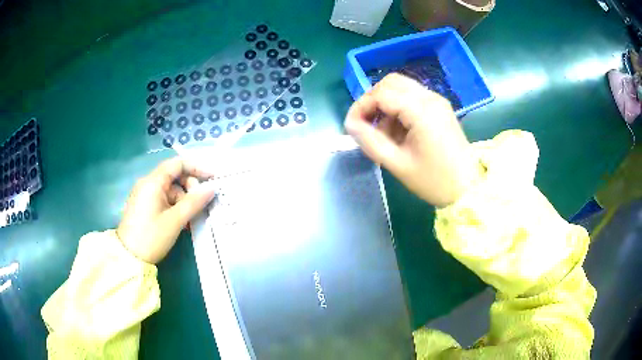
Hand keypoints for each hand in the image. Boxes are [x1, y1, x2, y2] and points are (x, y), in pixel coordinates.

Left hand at [116, 157, 215, 263]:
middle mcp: (147, 183)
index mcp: (153, 182)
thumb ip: (194, 202)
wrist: (129, 257)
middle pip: (174, 176)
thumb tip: (212, 188)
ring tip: (189, 219)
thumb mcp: (175, 220)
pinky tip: (180, 222)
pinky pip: (163, 199)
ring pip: (170, 190)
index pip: (178, 164)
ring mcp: (144, 195)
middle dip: (190, 187)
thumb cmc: (152, 237)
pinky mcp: (143, 206)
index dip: (197, 168)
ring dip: (183, 200)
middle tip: (199, 205)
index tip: (212, 178)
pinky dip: (174, 207)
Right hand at [345, 74, 480, 206]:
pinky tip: (399, 130)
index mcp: (422, 111)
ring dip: (386, 103)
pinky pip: (413, 97)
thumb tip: (350, 124)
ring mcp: (437, 101)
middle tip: (366, 124)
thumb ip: (370, 141)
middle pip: (391, 82)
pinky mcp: (440, 107)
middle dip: (373, 100)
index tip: (351, 125)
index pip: (381, 93)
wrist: (467, 188)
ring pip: (401, 87)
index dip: (361, 106)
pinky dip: (399, 107)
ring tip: (384, 132)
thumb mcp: (397, 165)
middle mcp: (430, 98)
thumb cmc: (433, 181)